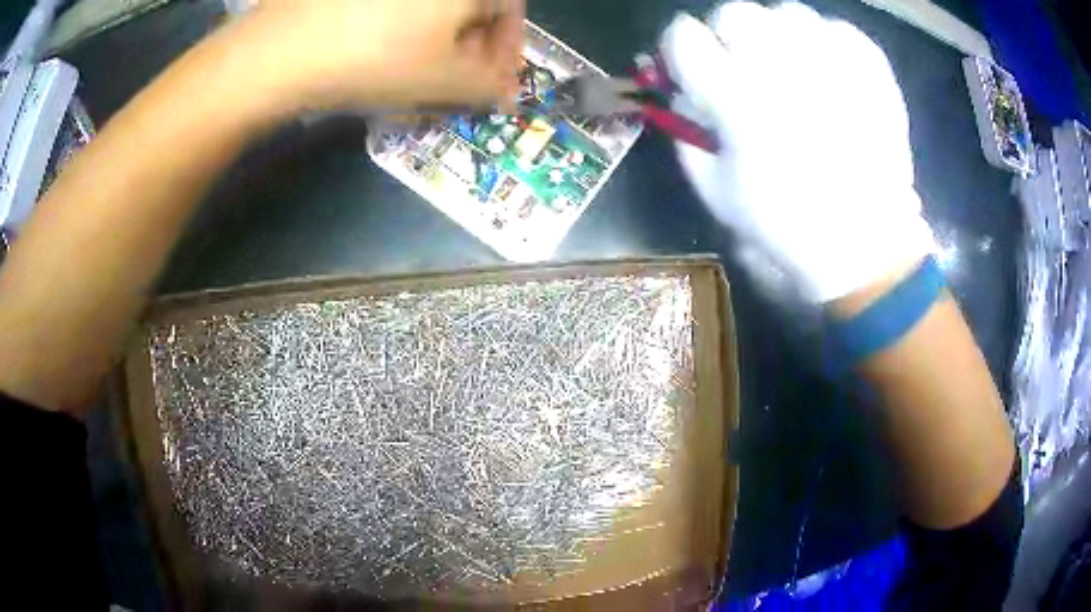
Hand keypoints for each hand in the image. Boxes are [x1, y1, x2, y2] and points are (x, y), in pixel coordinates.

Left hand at [239, 0, 524, 110]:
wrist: (282, 50)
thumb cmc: (376, 58)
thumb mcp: (444, 80)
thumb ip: (489, 86)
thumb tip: (507, 90)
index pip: (507, 9)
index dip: (507, 49)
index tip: (494, 81)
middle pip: (467, 6)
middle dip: (470, 44)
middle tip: (454, 79)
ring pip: (428, 8)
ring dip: (434, 37)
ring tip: (415, 70)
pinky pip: (393, 9)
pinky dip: (400, 26)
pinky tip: (382, 50)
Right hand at [661, 2, 935, 302]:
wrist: (867, 245)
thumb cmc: (788, 226)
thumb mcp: (716, 191)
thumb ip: (687, 132)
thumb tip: (680, 90)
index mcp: (739, 100)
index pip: (683, 36)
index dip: (681, 49)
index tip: (691, 66)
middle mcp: (783, 68)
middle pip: (733, 12)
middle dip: (729, 36)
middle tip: (744, 66)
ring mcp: (832, 62)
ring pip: (786, 12)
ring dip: (779, 35)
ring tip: (791, 67)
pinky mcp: (870, 69)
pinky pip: (836, 27)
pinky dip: (826, 42)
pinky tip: (829, 71)